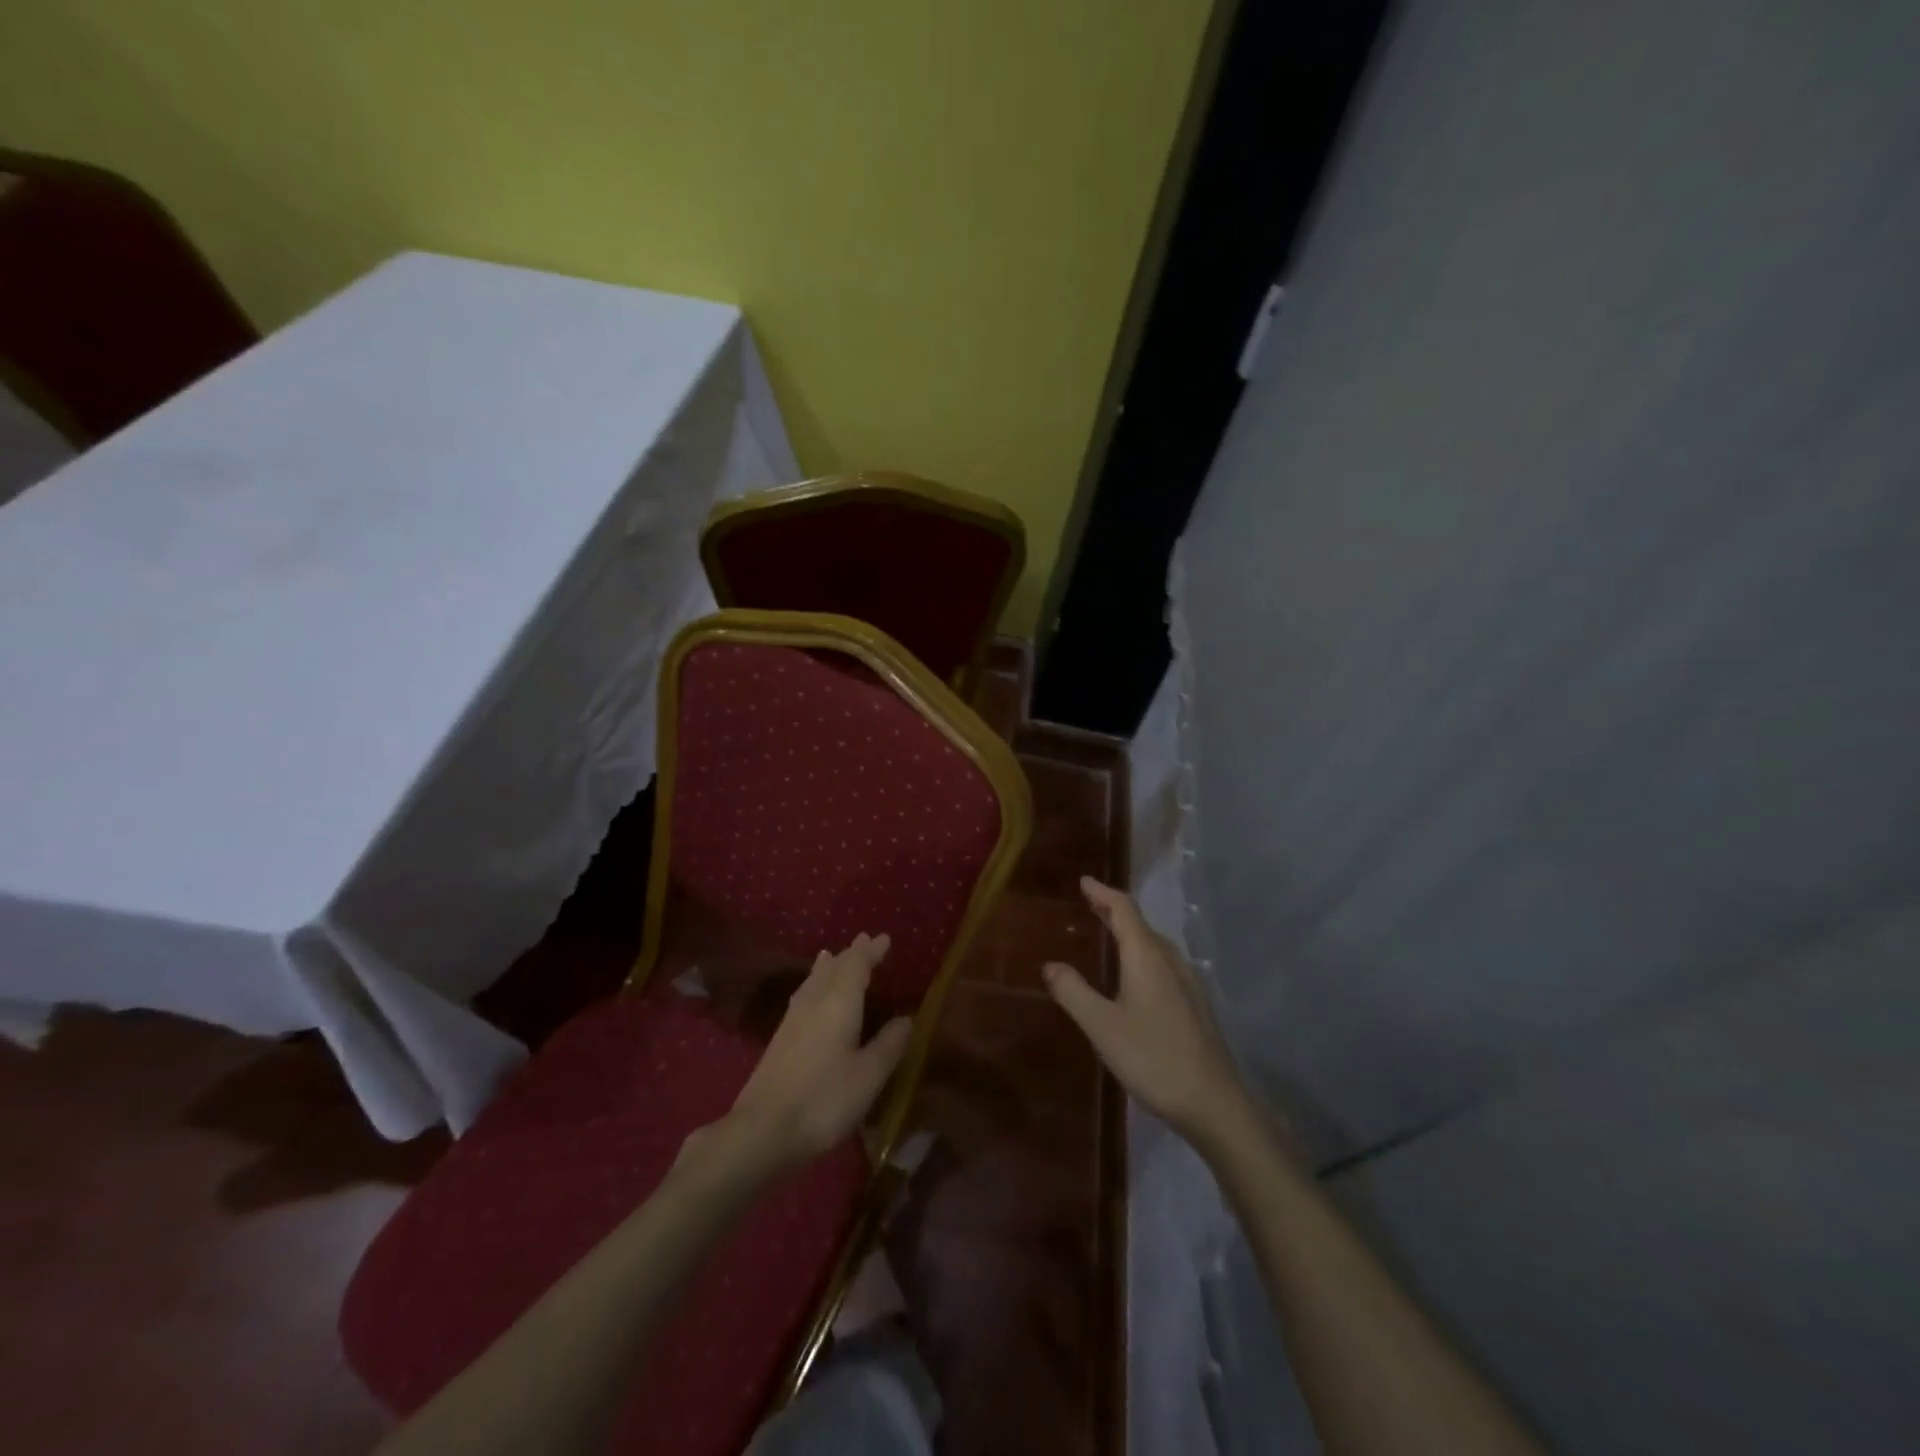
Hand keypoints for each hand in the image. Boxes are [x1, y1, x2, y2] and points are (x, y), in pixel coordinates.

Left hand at [702, 933, 912, 1179]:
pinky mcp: (780, 1039)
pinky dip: (814, 984)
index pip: (856, 966)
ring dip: (828, 967)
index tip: (884, 938)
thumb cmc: (824, 1100)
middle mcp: (814, 1002)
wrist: (762, 1130)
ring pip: (813, 981)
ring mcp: (792, 1020)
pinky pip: (802, 995)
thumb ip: (889, 1045)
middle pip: (833, 969)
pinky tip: (810, 996)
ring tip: (831, 956)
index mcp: (839, 1003)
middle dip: (850, 955)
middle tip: (865, 942)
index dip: (870, 952)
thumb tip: (907, 1018)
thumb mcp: (868, 1076)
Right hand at [1044, 878, 1256, 1150]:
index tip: (1083, 881)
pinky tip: (1136, 974)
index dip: (1102, 892)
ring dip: (1130, 932)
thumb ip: (1073, 992)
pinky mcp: (1195, 1004)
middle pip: (1141, 923)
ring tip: (1109, 932)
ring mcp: (1188, 982)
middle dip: (1114, 910)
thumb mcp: (1102, 1026)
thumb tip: (1050, 964)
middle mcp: (1170, 960)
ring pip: (1155, 944)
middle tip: (1090, 903)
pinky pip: (1163, 962)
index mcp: (1147, 956)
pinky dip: (1142, 952)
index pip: (1124, 909)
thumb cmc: (1153, 1058)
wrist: (1213, 1102)